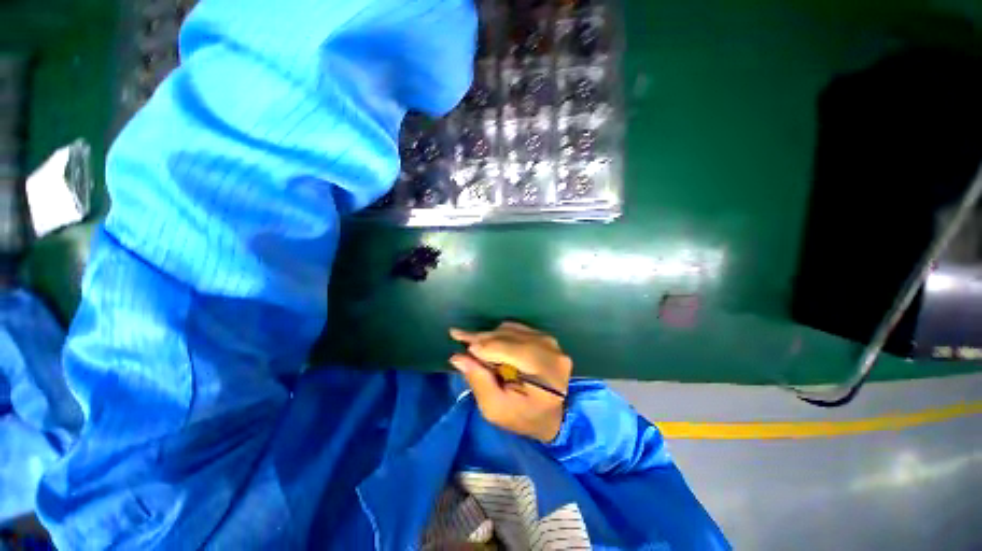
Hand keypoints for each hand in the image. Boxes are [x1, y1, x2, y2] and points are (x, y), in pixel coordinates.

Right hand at [449, 322, 572, 442]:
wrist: (553, 415)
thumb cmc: (524, 418)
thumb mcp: (497, 410)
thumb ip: (479, 382)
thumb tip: (458, 357)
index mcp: (545, 371)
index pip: (510, 349)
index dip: (484, 345)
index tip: (459, 341)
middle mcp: (550, 350)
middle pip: (510, 336)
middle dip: (482, 338)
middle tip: (459, 336)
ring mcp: (549, 341)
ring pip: (511, 329)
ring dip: (490, 336)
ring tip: (473, 344)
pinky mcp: (544, 337)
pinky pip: (516, 328)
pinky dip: (499, 334)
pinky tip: (488, 343)